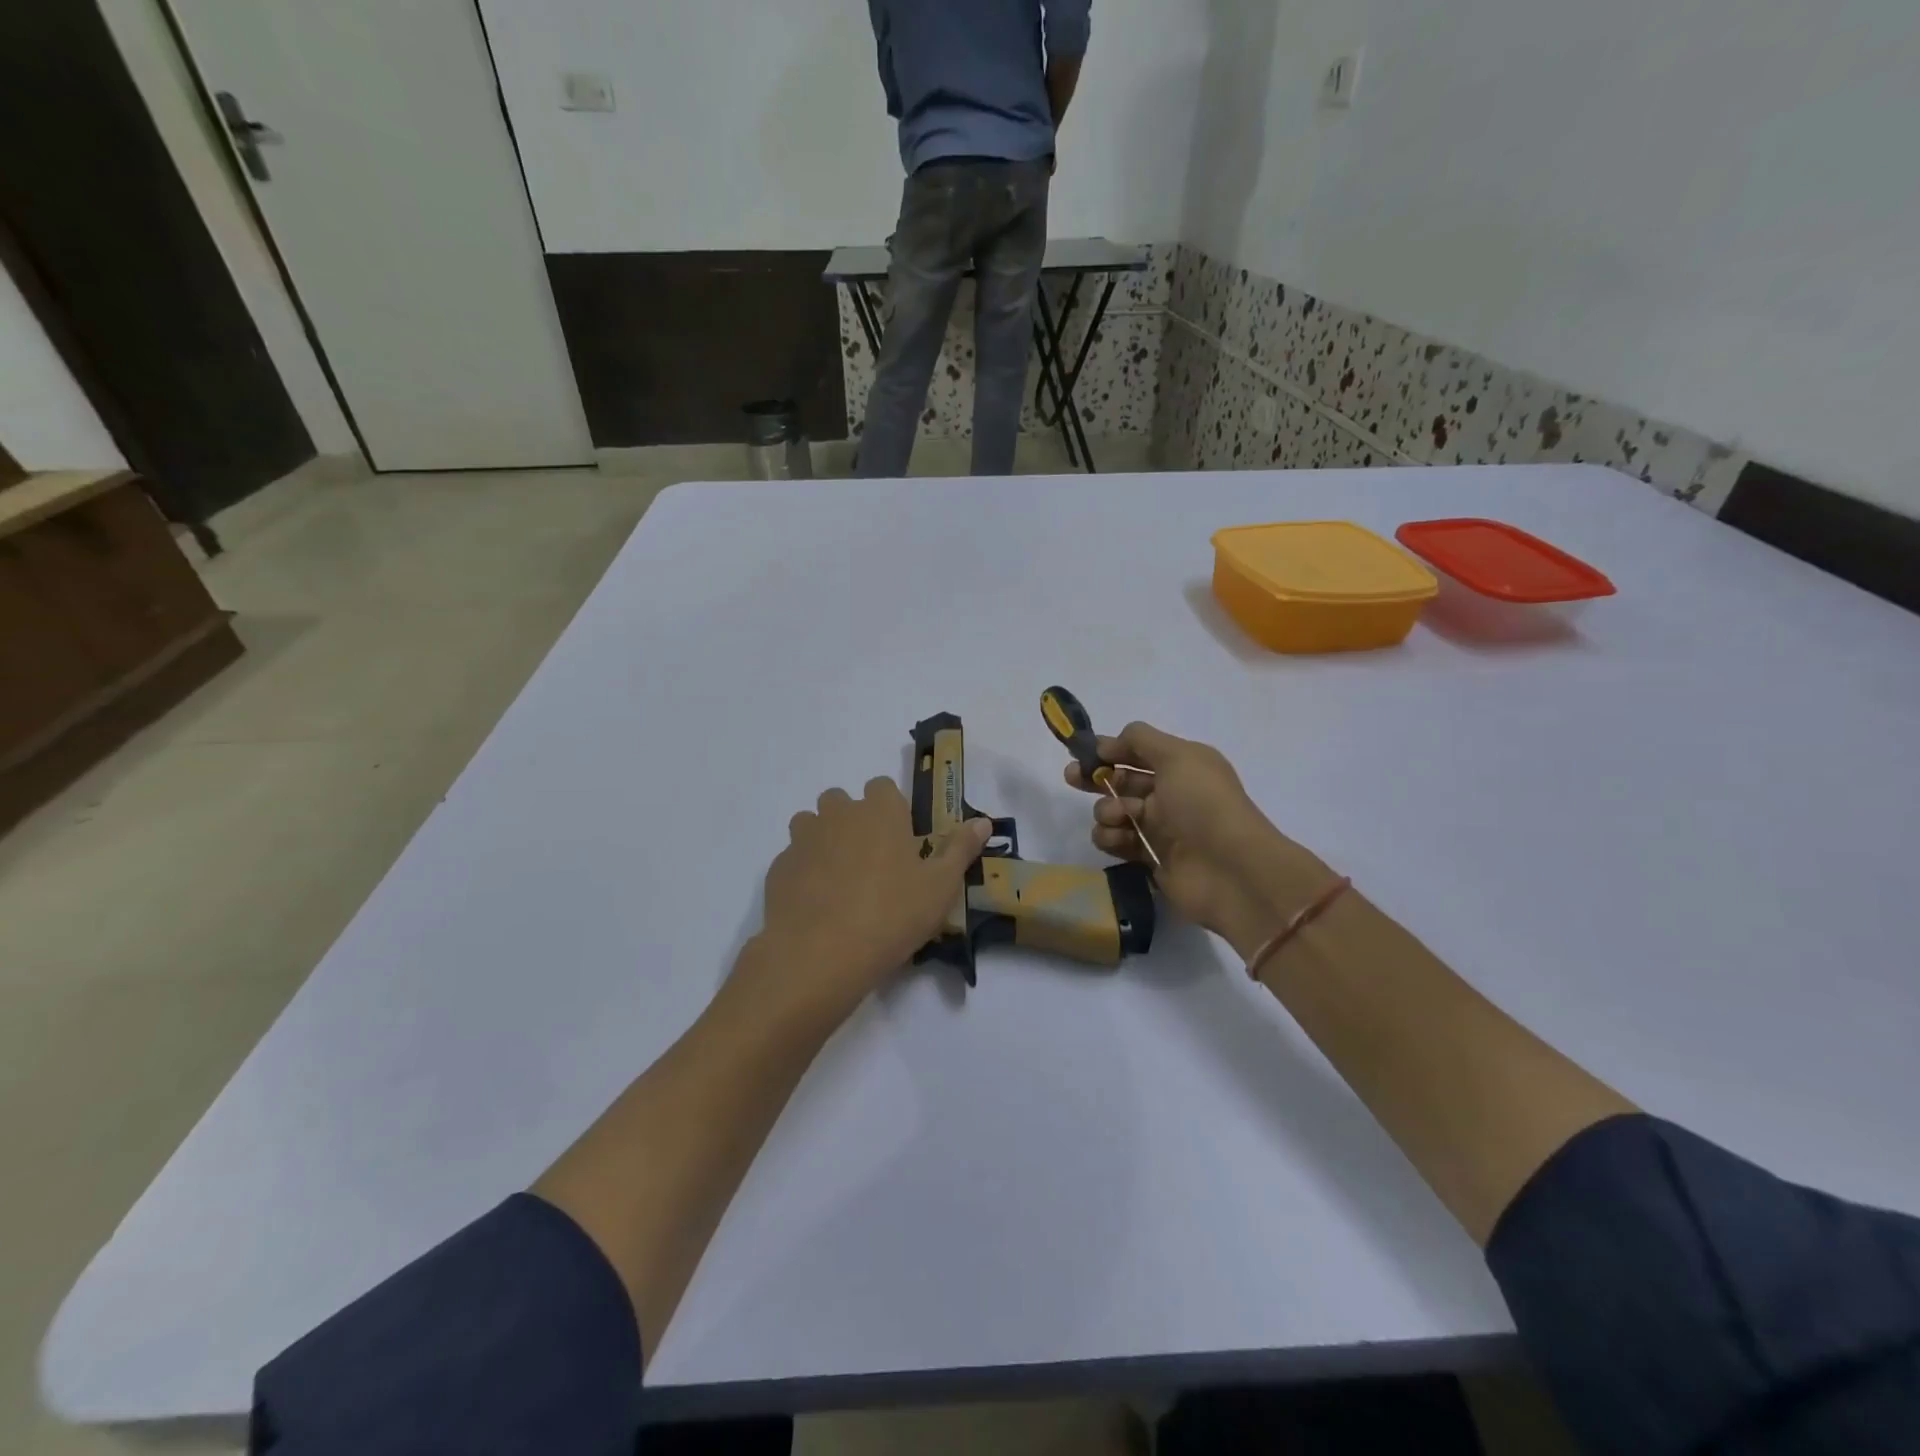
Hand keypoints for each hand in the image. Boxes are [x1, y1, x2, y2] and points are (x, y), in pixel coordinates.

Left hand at [748, 777, 991, 1023]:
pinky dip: (804, 871)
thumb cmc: (891, 915)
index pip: (882, 787)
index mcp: (879, 810)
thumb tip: (982, 821)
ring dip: (824, 840)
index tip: (900, 841)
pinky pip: (793, 858)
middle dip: (854, 821)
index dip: (891, 810)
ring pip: (811, 824)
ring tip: (840, 881)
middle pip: (842, 801)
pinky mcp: (778, 867)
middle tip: (872, 863)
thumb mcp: (940, 886)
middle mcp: (838, 813)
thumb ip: (961, 849)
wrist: (820, 955)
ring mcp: (803, 838)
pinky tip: (817, 904)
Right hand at [1066, 723, 1335, 958]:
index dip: (1111, 749)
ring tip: (1118, 818)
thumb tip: (1110, 743)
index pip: (1138, 751)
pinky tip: (1119, 839)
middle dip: (1096, 777)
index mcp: (1182, 766)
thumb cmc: (1203, 804)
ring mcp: (1160, 828)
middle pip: (1122, 780)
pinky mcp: (1149, 858)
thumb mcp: (1177, 756)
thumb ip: (1140, 740)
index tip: (1084, 751)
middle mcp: (1170, 794)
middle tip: (1072, 778)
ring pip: (1114, 811)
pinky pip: (1117, 841)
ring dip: (1107, 810)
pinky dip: (1111, 838)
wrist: (1231, 869)